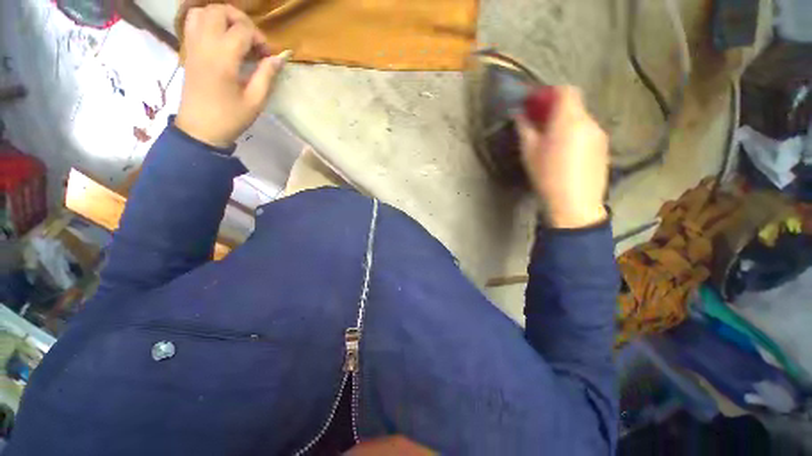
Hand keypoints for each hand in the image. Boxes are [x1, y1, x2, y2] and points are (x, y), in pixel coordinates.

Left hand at [175, 5, 289, 147]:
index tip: (267, 56)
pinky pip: (192, 22)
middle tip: (251, 39)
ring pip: (203, 11)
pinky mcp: (188, 50)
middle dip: (240, 20)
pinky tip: (219, 37)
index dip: (259, 38)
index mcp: (223, 59)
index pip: (242, 29)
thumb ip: (267, 75)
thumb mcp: (255, 101)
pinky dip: (207, 21)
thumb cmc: (230, 117)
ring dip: (222, 17)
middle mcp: (205, 45)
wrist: (200, 129)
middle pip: (219, 11)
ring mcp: (192, 45)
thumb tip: (279, 58)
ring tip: (235, 35)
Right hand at [516, 86, 608, 228]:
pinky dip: (576, 134)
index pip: (566, 91)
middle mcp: (589, 122)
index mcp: (569, 120)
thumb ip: (525, 129)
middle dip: (556, 109)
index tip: (536, 103)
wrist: (574, 204)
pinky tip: (566, 153)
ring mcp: (599, 135)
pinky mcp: (604, 148)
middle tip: (540, 124)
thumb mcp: (529, 153)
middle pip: (574, 105)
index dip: (550, 92)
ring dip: (566, 123)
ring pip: (581, 119)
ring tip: (552, 142)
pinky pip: (588, 133)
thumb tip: (519, 114)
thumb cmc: (547, 177)